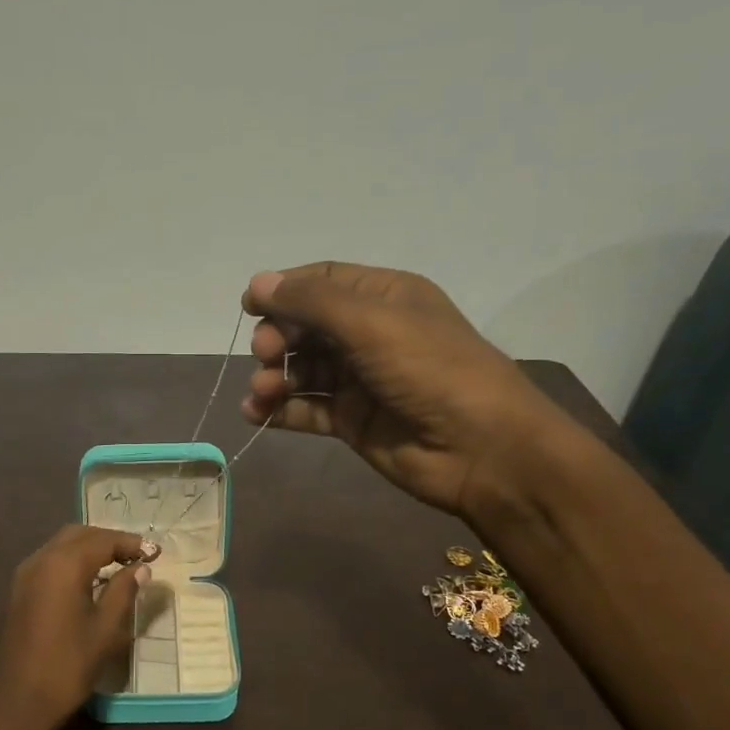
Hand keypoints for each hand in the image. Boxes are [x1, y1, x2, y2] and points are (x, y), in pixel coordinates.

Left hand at [0, 525, 150, 729]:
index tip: (156, 554)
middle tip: (137, 556)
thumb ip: (123, 592)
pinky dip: (72, 561)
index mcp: (63, 565)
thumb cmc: (67, 666)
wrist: (17, 703)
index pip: (103, 540)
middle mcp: (40, 560)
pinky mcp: (18, 592)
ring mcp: (24, 575)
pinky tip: (90, 581)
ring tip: (118, 566)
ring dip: (90, 549)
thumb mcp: (105, 630)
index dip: (131, 544)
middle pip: (79, 535)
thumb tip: (140, 569)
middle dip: (109, 540)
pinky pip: (49, 562)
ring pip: (61, 546)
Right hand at [240, 262, 563, 518]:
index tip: (249, 304)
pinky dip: (279, 410)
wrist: (481, 448)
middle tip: (265, 353)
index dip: (284, 289)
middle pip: (307, 325)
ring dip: (274, 376)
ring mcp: (361, 380)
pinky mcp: (352, 420)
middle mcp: (370, 334)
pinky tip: (256, 414)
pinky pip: (306, 409)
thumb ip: (311, 302)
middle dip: (279, 336)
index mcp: (384, 297)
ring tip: (262, 391)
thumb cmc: (430, 370)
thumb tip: (258, 282)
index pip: (323, 281)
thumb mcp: (371, 323)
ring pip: (303, 369)